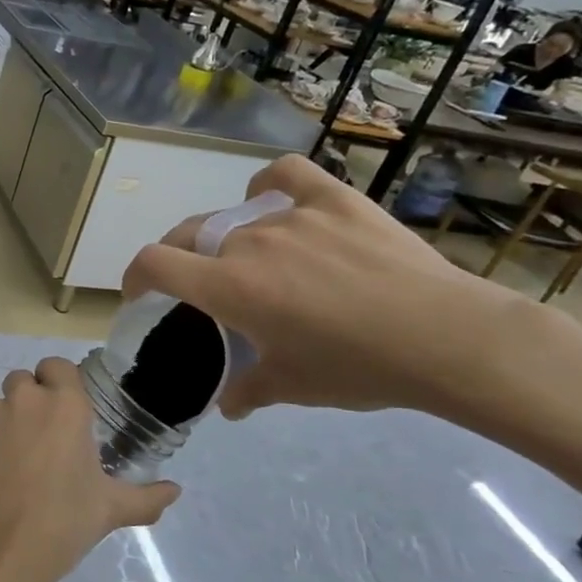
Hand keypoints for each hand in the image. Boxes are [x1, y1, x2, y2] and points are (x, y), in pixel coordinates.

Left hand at [0, 358, 179, 581]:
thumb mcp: (109, 512)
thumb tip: (175, 491)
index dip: (58, 385)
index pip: (58, 367)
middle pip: (22, 383)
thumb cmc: (60, 526)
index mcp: (65, 406)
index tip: (61, 414)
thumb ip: (146, 498)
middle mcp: (22, 398)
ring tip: (3, 469)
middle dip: (28, 405)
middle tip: (35, 447)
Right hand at [122, 154, 535, 417]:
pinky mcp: (334, 201)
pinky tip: (271, 199)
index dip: (134, 276)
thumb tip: (227, 404)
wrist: (446, 339)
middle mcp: (248, 242)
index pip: (154, 263)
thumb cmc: (358, 368)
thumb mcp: (292, 387)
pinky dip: (268, 186)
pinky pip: (285, 177)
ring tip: (257, 264)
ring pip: (238, 220)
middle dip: (180, 259)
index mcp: (227, 287)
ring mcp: (292, 216)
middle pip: (190, 236)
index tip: (140, 294)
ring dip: (231, 242)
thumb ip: (247, 390)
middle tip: (200, 287)